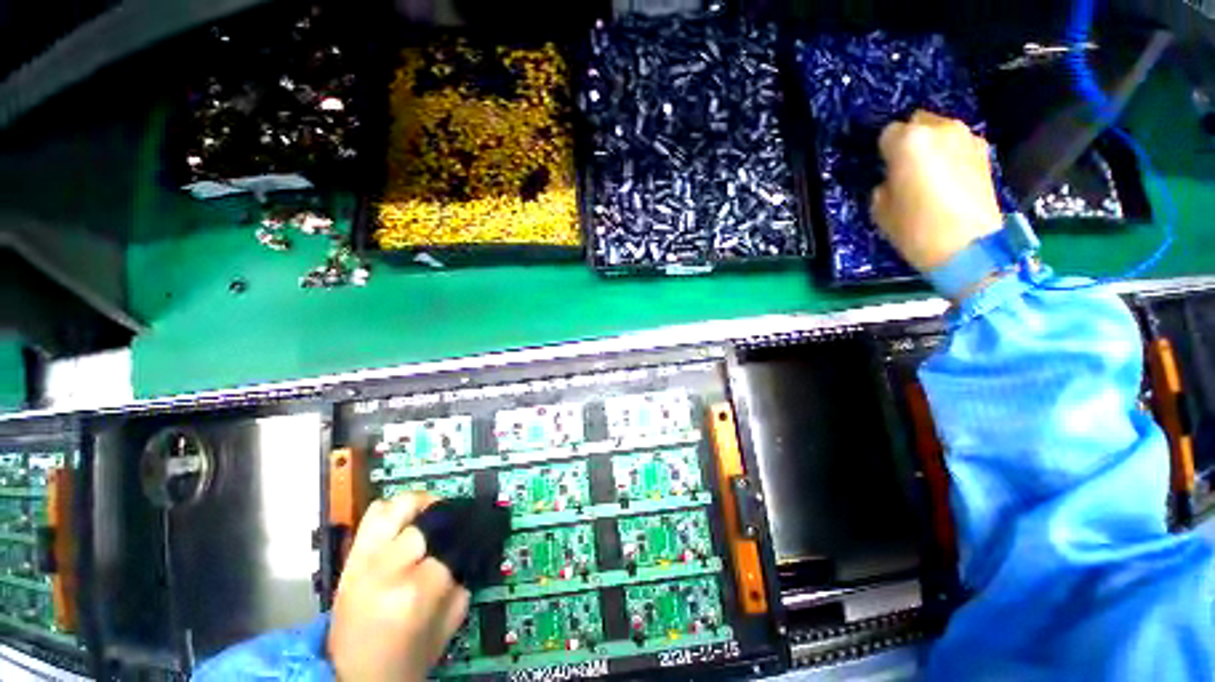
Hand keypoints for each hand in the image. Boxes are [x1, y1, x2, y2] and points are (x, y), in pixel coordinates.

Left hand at [328, 493, 469, 681]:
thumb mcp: (446, 627)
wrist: (352, 678)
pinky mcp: (349, 560)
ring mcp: (362, 562)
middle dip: (444, 524)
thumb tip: (468, 552)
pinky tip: (404, 523)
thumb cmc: (404, 660)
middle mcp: (386, 570)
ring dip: (418, 505)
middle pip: (425, 522)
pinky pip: (372, 516)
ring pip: (395, 506)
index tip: (469, 544)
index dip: (463, 545)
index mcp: (414, 594)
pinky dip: (392, 511)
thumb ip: (462, 585)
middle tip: (452, 529)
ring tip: (429, 514)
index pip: (450, 547)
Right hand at [871, 110, 1003, 272]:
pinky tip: (950, 179)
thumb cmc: (916, 228)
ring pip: (941, 131)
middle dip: (910, 141)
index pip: (887, 134)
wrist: (968, 245)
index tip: (884, 170)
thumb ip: (884, 185)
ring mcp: (967, 138)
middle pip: (918, 122)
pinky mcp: (985, 152)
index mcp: (908, 142)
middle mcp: (940, 129)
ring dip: (933, 146)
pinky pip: (960, 145)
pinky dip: (952, 155)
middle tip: (906, 169)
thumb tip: (892, 180)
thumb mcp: (881, 210)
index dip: (884, 152)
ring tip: (930, 174)